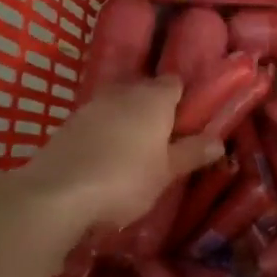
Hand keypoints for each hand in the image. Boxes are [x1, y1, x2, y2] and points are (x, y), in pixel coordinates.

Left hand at [12, 77, 222, 234]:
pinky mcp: (68, 123)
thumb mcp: (167, 172)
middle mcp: (122, 92)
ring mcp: (91, 105)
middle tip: (165, 140)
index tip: (189, 122)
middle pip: (145, 91)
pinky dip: (105, 133)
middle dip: (155, 109)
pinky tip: (106, 158)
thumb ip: (191, 153)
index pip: (175, 83)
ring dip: (127, 121)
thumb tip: (218, 141)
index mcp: (153, 98)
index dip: (183, 99)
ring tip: (136, 151)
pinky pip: (96, 121)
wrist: (58, 193)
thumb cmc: (125, 180)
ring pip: (118, 105)